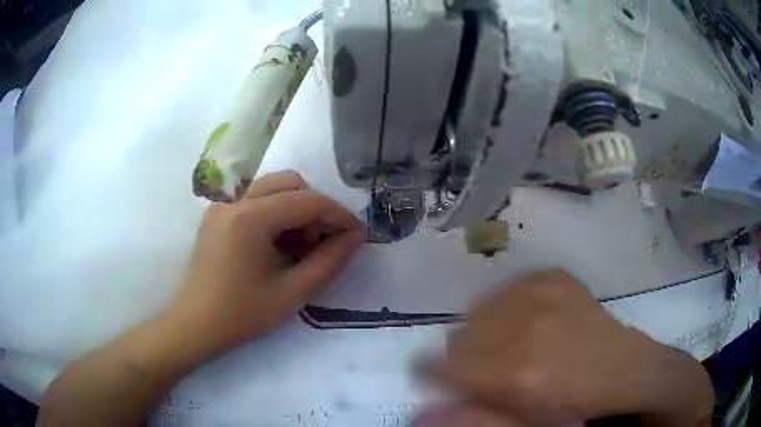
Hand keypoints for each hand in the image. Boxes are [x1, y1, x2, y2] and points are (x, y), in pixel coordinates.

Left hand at [165, 170, 364, 355]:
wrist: (195, 325)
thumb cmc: (242, 315)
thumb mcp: (292, 293)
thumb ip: (330, 261)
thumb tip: (356, 237)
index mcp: (250, 218)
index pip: (307, 201)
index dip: (338, 215)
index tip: (356, 235)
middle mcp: (234, 201)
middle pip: (289, 182)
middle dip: (314, 207)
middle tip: (319, 243)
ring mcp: (222, 205)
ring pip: (271, 187)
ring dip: (294, 208)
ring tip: (297, 246)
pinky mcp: (216, 214)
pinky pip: (254, 199)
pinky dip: (274, 213)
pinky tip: (274, 244)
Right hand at [420, 270, 713, 426]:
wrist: (624, 368)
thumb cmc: (574, 405)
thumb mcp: (524, 422)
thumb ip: (474, 418)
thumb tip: (421, 415)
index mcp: (515, 373)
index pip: (445, 366)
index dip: (432, 372)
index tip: (437, 377)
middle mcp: (524, 328)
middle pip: (460, 336)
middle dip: (465, 356)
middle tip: (489, 368)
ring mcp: (543, 295)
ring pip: (480, 308)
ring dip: (487, 330)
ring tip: (512, 344)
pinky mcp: (555, 277)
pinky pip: (510, 286)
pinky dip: (509, 303)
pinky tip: (529, 318)